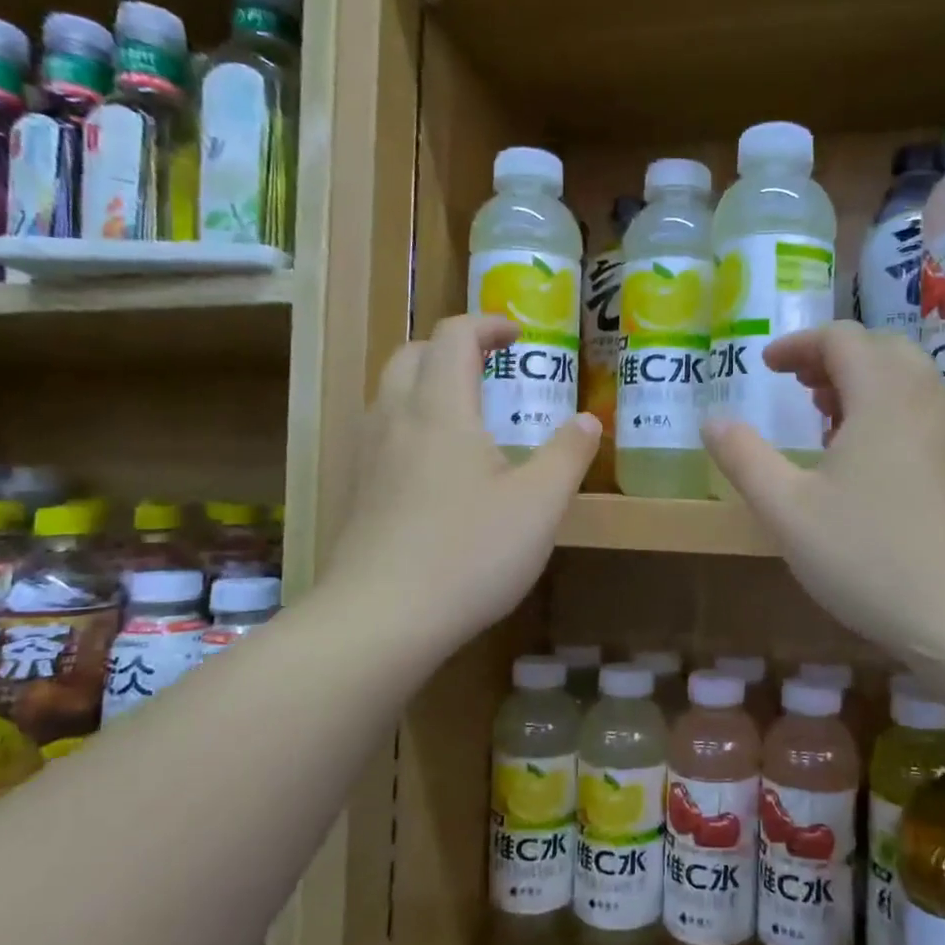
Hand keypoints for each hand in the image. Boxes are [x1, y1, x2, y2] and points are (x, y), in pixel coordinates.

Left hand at [323, 314, 597, 657]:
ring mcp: (367, 457)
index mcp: (440, 409)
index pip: (454, 336)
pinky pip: (380, 433)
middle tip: (489, 369)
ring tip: (465, 414)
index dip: (487, 325)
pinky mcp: (356, 493)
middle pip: (411, 355)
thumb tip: (588, 421)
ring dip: (426, 383)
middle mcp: (395, 419)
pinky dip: (410, 423)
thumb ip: (567, 455)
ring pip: (389, 394)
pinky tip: (436, 469)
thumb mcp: (540, 505)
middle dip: (451, 348)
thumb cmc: (469, 553)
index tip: (520, 336)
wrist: (381, 619)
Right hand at [702, 322, 944, 662]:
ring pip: (905, 379)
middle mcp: (925, 398)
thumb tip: (711, 420)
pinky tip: (863, 461)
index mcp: (883, 394)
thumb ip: (744, 458)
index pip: (842, 338)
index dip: (799, 344)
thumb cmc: (869, 557)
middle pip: (879, 349)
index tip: (767, 366)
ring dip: (861, 383)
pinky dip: (886, 409)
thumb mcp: (787, 510)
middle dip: (832, 358)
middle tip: (798, 388)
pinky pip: (922, 410)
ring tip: (825, 421)